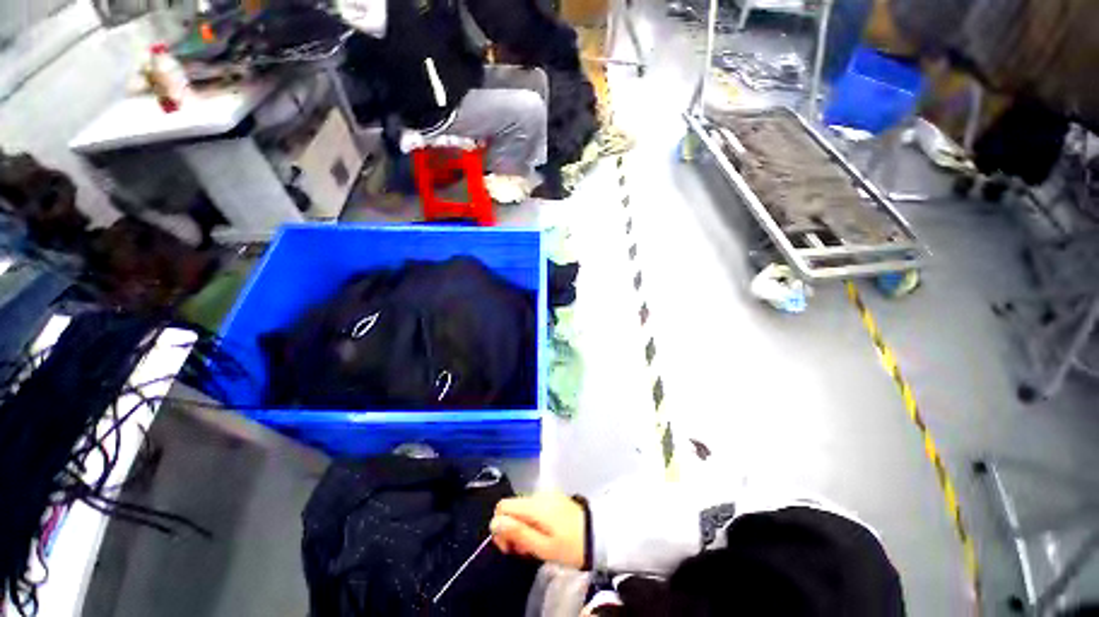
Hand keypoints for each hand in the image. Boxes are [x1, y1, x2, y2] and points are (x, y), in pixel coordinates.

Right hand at [490, 492, 586, 568]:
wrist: (599, 534)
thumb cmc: (570, 545)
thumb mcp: (543, 546)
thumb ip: (518, 533)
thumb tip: (494, 523)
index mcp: (533, 504)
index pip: (503, 506)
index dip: (499, 527)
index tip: (509, 547)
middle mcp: (538, 495)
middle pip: (512, 508)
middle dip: (511, 530)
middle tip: (523, 551)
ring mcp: (547, 495)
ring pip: (522, 510)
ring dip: (521, 529)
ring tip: (534, 547)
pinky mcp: (554, 499)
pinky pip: (534, 509)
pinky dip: (531, 523)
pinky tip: (542, 537)